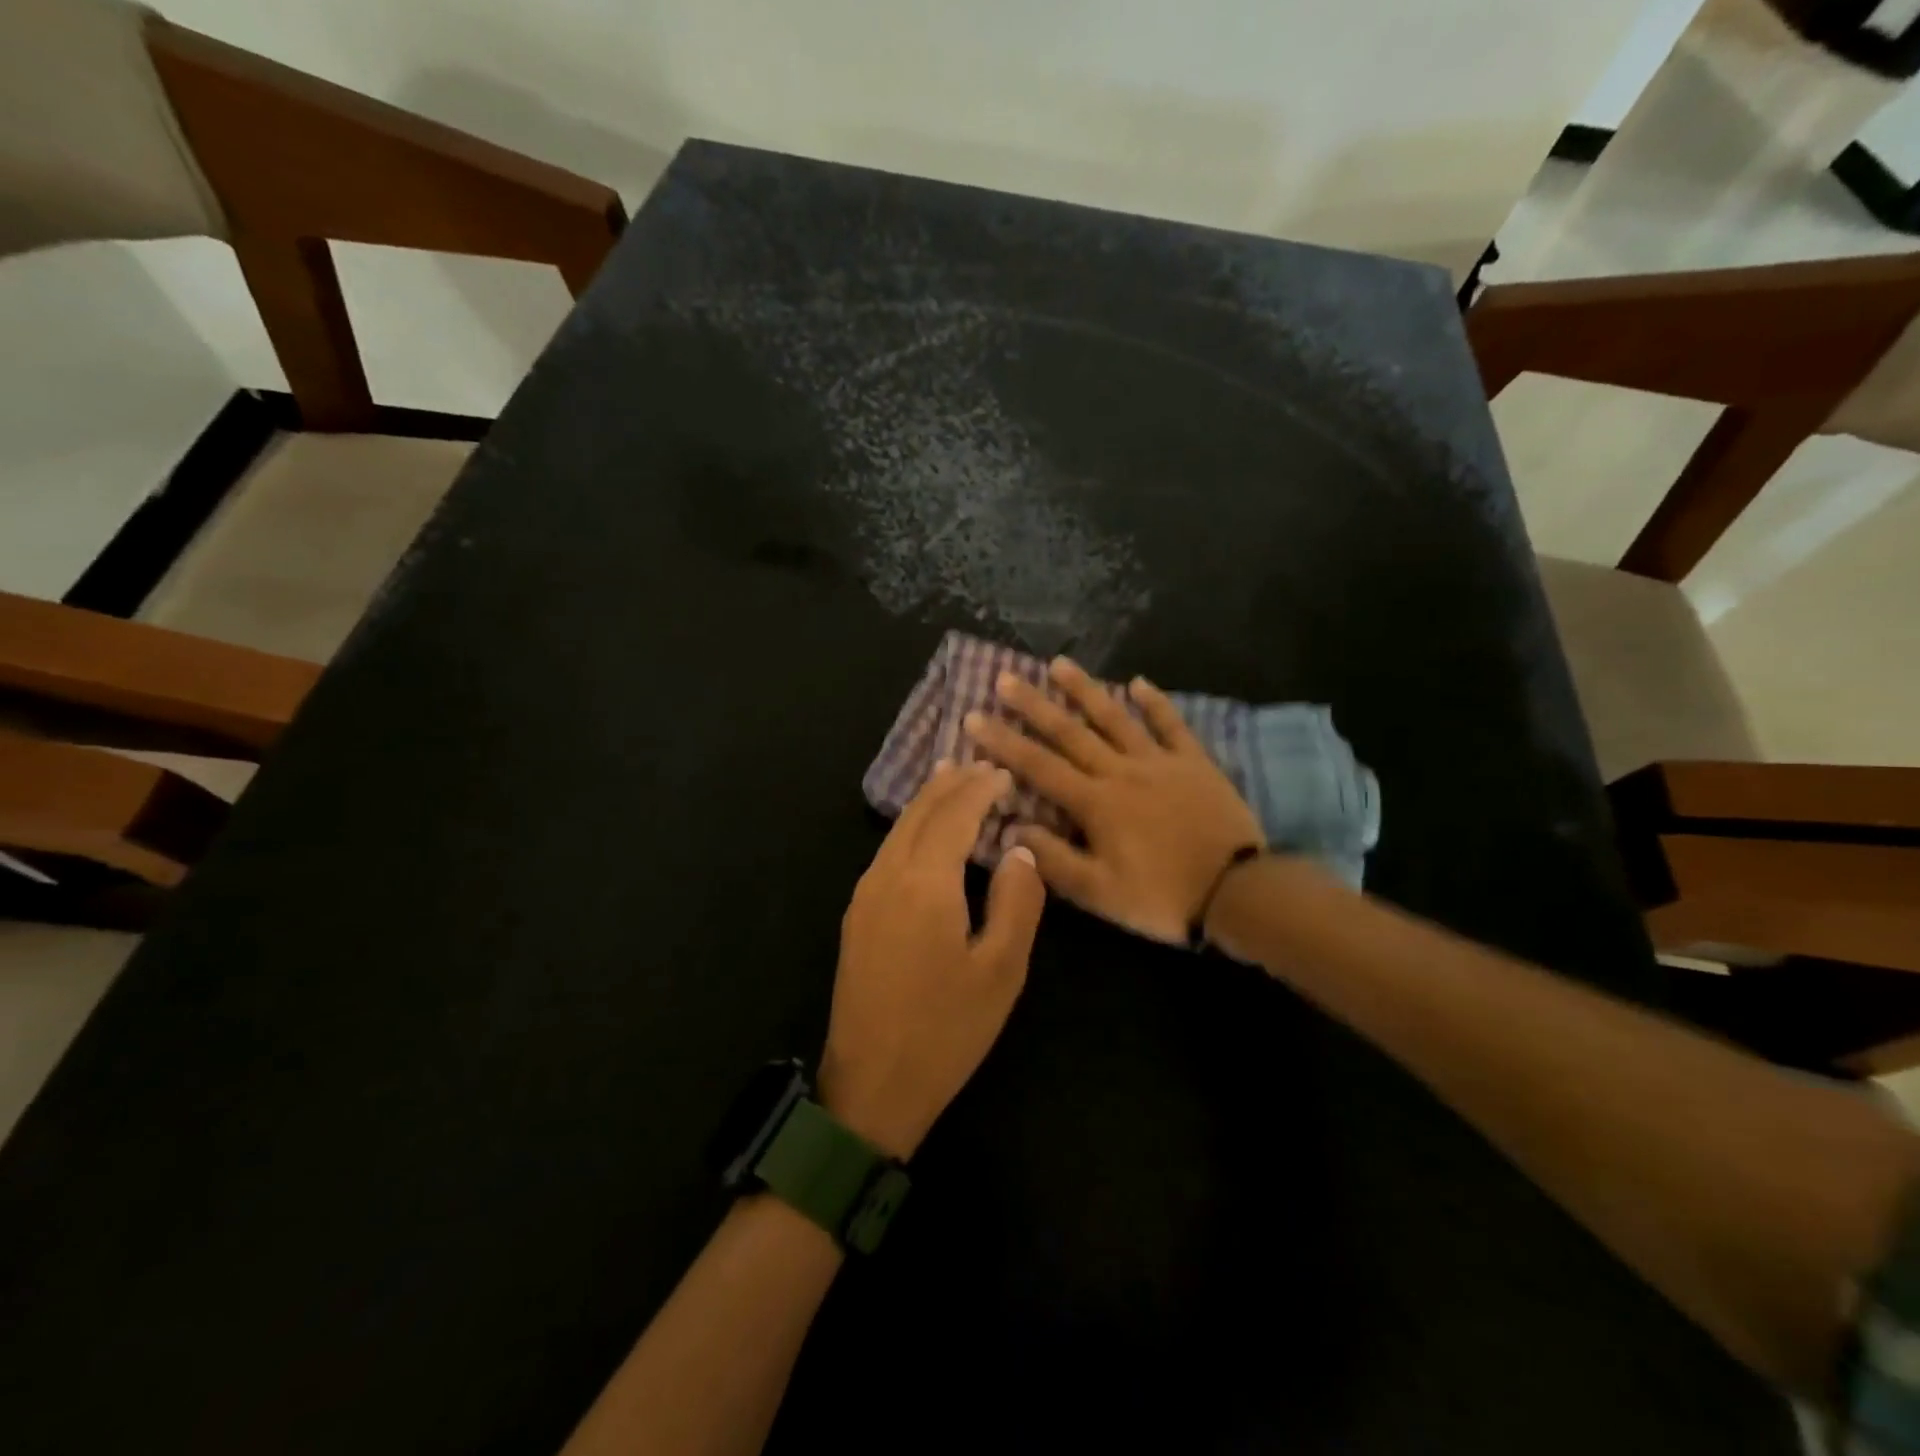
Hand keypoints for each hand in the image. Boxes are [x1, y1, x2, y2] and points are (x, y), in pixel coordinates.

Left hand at [820, 761, 1046, 1159]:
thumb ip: (1017, 902)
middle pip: (919, 813)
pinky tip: (923, 832)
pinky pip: (887, 851)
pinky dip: (911, 828)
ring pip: (898, 830)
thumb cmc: (946, 1031)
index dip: (980, 789)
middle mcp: (887, 876)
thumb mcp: (1001, 971)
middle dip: (950, 784)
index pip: (954, 816)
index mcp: (925, 884)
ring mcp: (865, 895)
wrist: (871, 1086)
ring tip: (950, 779)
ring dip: (927, 802)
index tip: (1004, 772)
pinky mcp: (856, 915)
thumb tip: (1019, 851)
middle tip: (978, 763)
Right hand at [964, 658, 1263, 943]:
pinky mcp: (1193, 761)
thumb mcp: (1100, 893)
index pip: (1038, 766)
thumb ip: (1054, 860)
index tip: (974, 718)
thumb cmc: (1163, 897)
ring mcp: (1159, 761)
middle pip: (1070, 732)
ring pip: (1115, 717)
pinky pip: (1170, 724)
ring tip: (1059, 663)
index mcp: (1095, 803)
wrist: (1238, 891)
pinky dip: (1155, 702)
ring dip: (1085, 689)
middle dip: (1034, 704)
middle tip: (1005, 678)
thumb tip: (1014, 829)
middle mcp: (1120, 771)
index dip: (1003, 742)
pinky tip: (1138, 681)